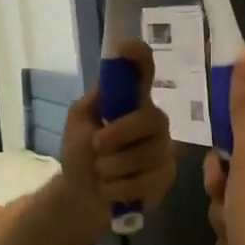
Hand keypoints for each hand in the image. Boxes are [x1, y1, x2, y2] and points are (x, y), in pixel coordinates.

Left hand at [61, 41, 176, 218]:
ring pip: (144, 155)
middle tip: (96, 146)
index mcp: (133, 102)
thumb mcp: (79, 124)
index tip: (124, 47)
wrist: (81, 196)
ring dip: (111, 168)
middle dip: (119, 134)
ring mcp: (163, 150)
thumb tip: (108, 83)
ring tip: (102, 173)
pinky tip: (112, 190)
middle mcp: (154, 121)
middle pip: (150, 118)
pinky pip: (144, 182)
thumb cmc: (81, 154)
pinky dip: (117, 189)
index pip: (143, 71)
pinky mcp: (165, 177)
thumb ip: (93, 102)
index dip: (138, 57)